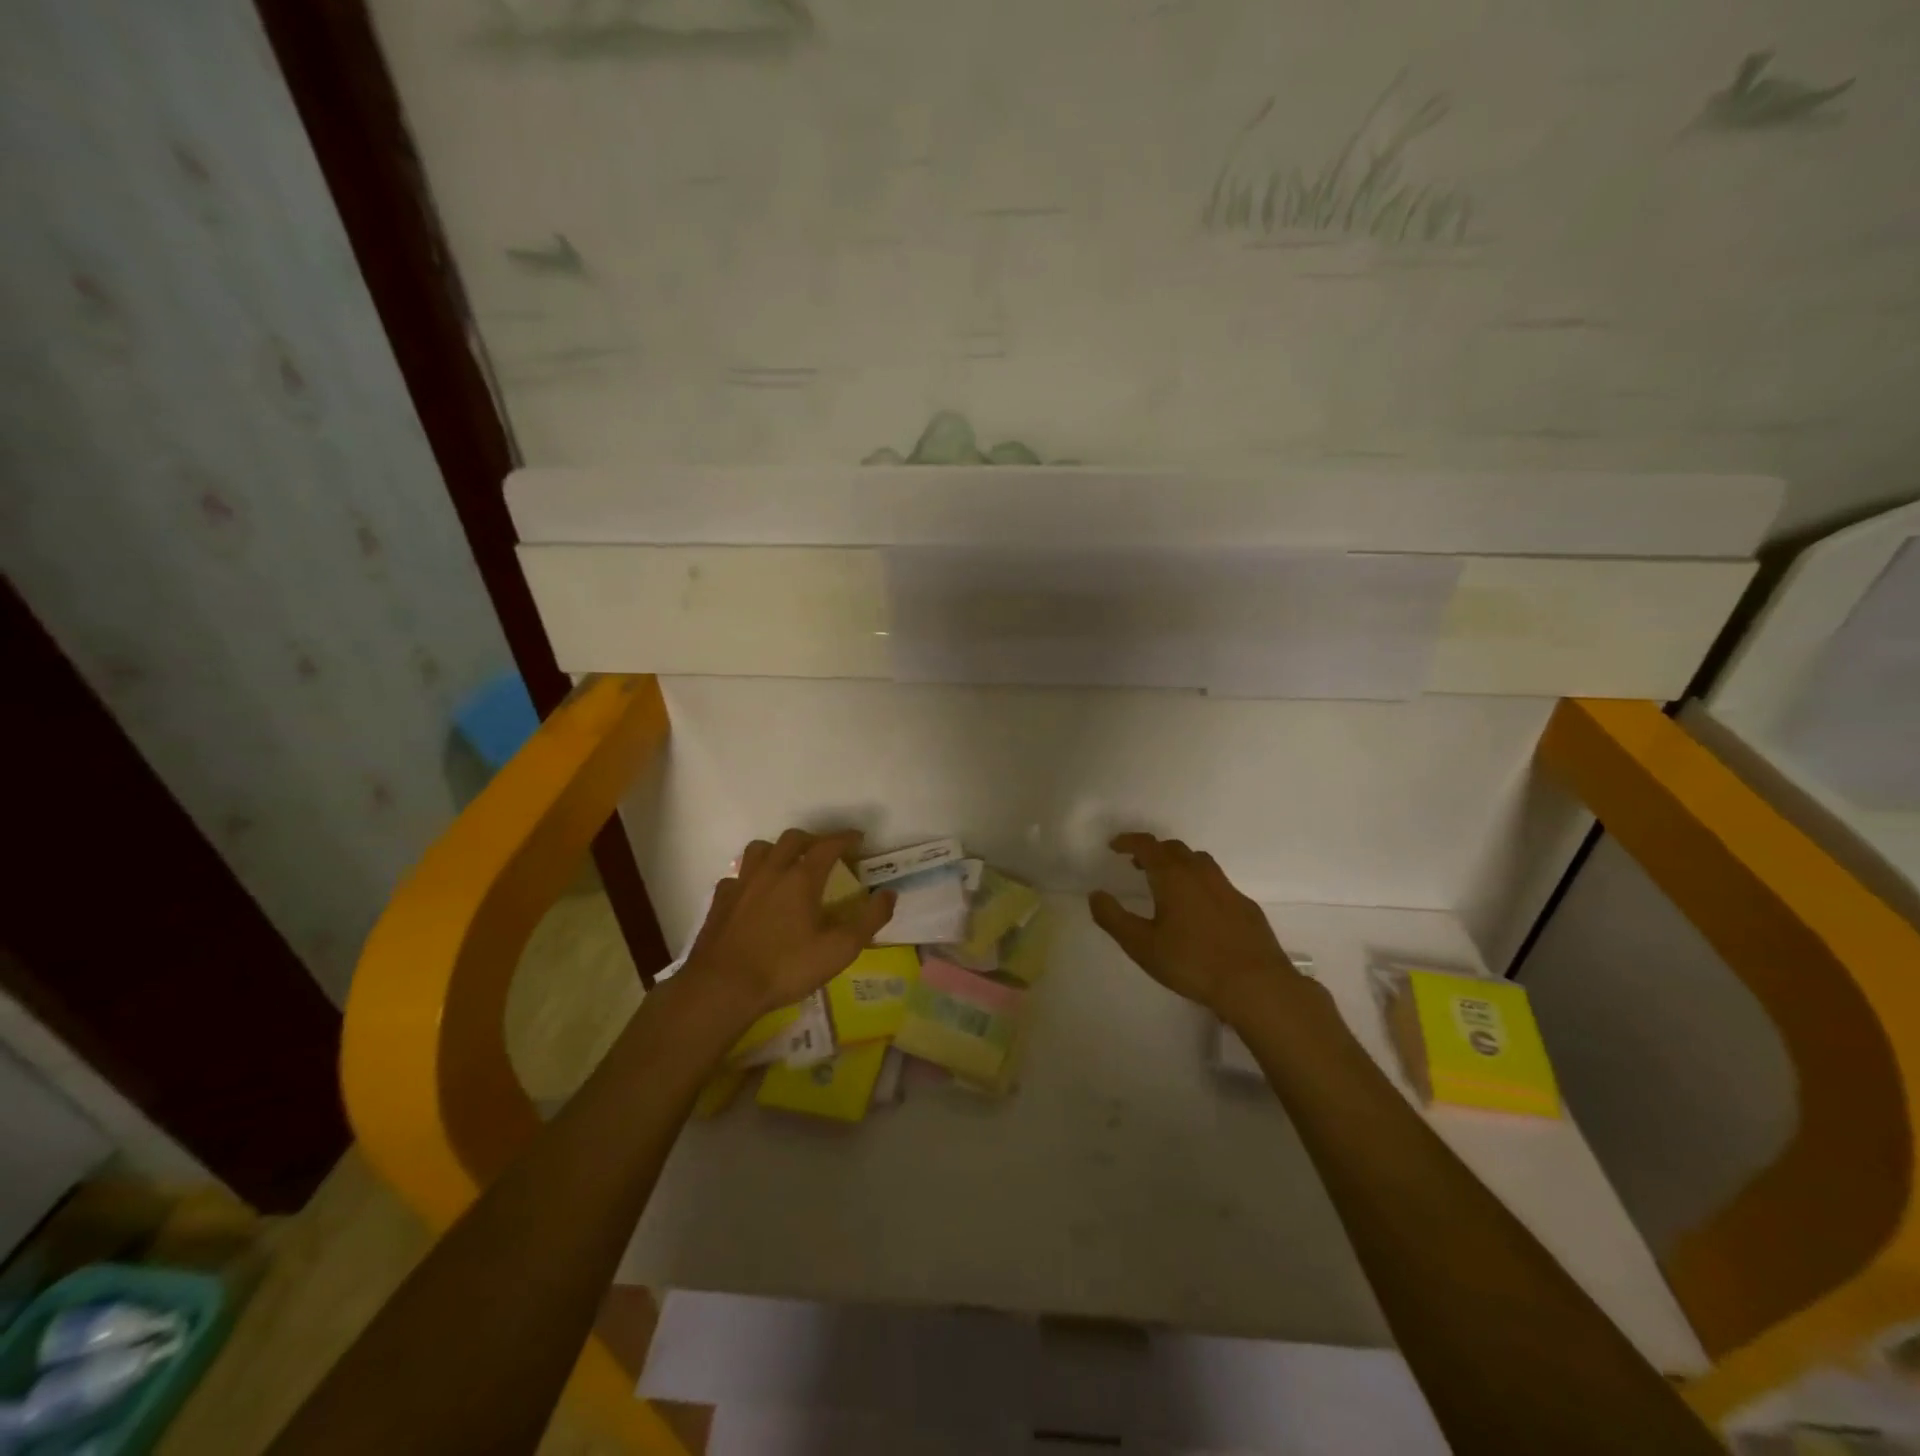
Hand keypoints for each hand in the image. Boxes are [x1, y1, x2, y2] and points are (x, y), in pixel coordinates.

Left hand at [680, 829, 895, 1020]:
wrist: (722, 987)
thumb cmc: (786, 967)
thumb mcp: (839, 949)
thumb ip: (869, 919)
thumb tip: (889, 894)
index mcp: (802, 878)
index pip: (828, 845)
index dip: (846, 838)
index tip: (859, 838)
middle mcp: (771, 871)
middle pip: (793, 838)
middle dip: (813, 839)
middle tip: (826, 851)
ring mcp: (741, 884)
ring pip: (760, 849)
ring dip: (778, 849)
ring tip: (788, 864)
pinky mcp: (720, 901)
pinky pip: (737, 876)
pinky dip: (751, 876)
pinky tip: (754, 893)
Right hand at [1089, 833, 1302, 1018]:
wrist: (1255, 983)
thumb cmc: (1192, 962)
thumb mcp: (1141, 945)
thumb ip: (1114, 918)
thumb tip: (1096, 895)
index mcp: (1172, 876)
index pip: (1147, 845)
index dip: (1128, 841)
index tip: (1115, 846)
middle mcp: (1200, 873)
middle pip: (1174, 849)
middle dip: (1153, 851)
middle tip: (1138, 865)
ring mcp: (1227, 888)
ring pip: (1199, 862)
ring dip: (1178, 863)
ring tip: (1167, 882)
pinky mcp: (1245, 906)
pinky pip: (1217, 882)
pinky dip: (1200, 883)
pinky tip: (1199, 909)